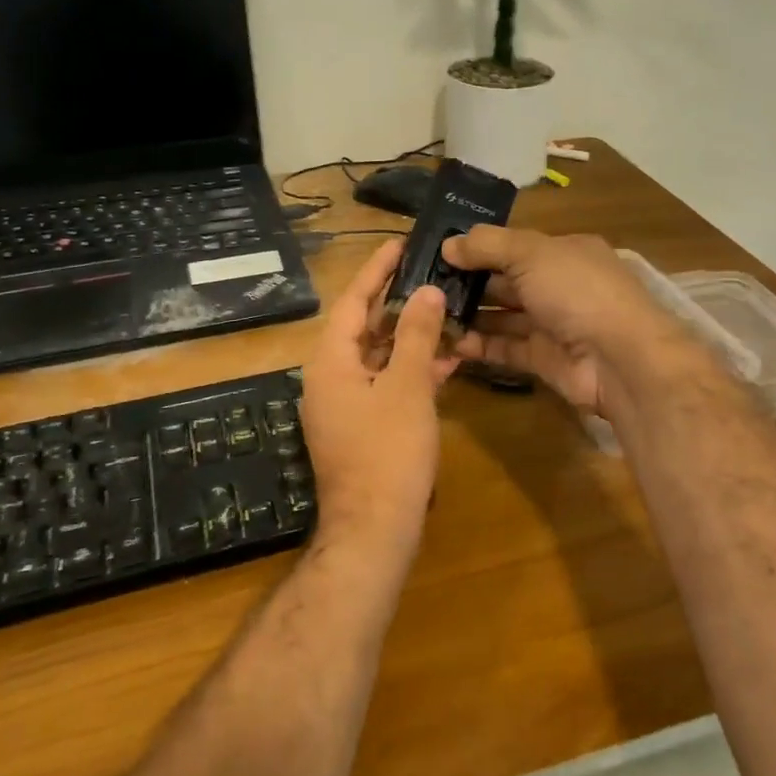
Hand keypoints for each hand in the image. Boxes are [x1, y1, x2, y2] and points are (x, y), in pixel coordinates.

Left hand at [300, 239, 458, 555]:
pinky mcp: (360, 427)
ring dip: (410, 339)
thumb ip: (417, 336)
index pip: (352, 301)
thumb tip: (427, 292)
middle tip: (430, 275)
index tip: (400, 244)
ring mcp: (343, 405)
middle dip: (398, 303)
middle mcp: (329, 378)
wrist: (374, 531)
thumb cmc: (388, 452)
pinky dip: (410, 372)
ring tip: (446, 314)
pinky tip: (446, 364)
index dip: (376, 270)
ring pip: (377, 357)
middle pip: (363, 327)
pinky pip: (384, 385)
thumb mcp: (407, 387)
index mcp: (329, 361)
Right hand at [441, 227, 696, 417]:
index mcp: (562, 252)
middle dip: (467, 282)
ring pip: (501, 316)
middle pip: (504, 280)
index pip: (513, 245)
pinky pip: (504, 348)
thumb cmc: (577, 291)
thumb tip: (448, 244)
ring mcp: (551, 324)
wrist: (620, 359)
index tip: (437, 251)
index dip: (477, 246)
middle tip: (422, 285)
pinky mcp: (542, 359)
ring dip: (468, 315)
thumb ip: (487, 245)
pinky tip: (447, 341)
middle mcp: (557, 285)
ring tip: (427, 313)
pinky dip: (478, 345)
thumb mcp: (530, 253)